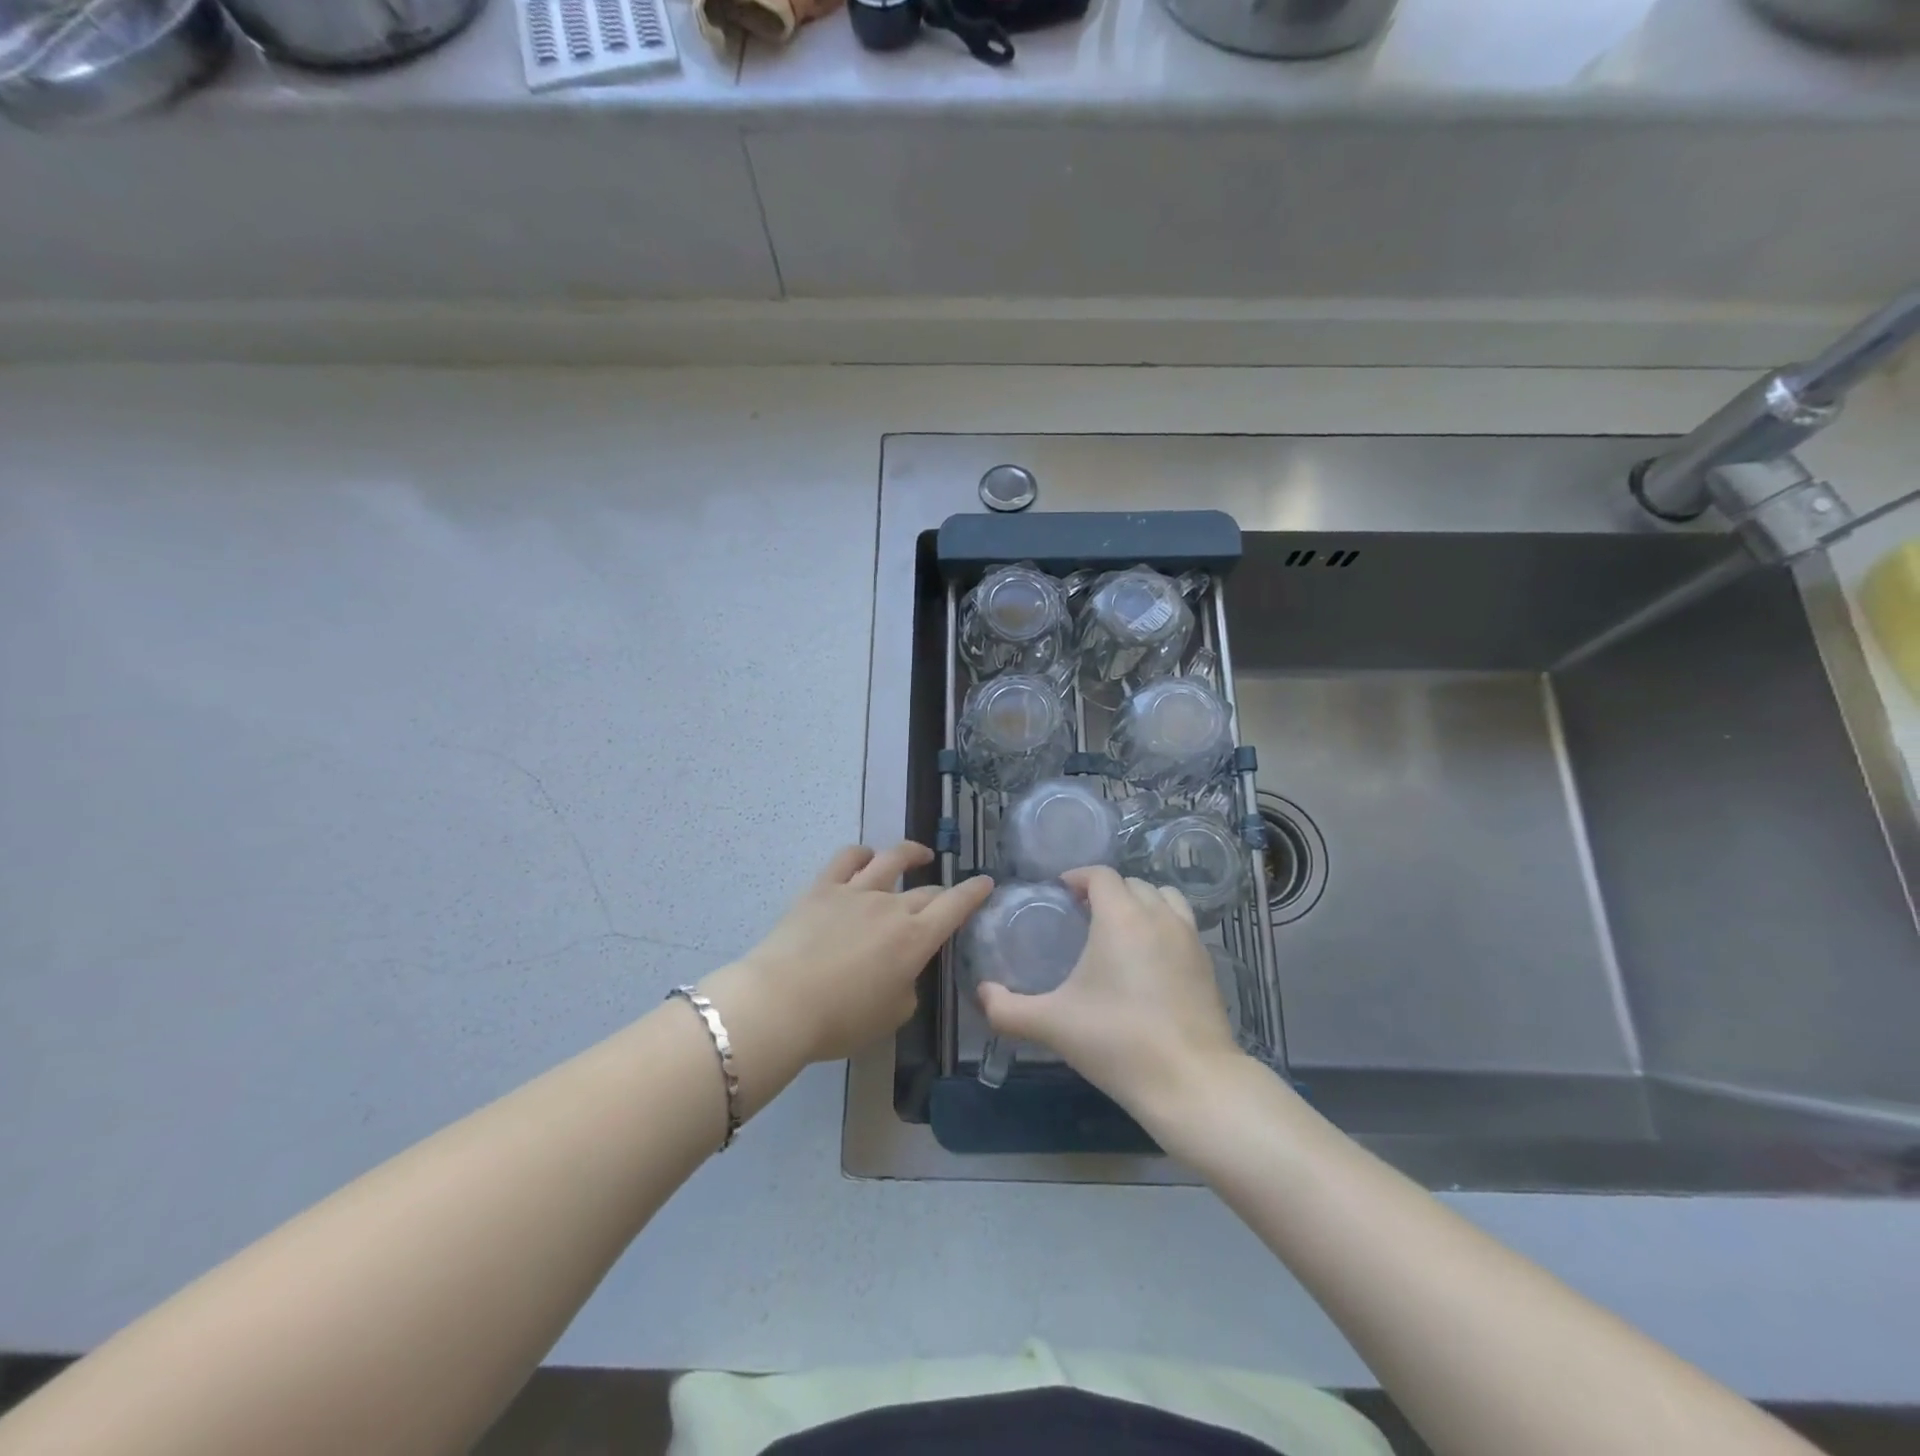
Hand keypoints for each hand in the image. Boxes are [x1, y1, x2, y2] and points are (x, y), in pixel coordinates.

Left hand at [718, 842, 992, 1066]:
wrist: (781, 1003)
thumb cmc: (841, 1020)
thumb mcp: (892, 1015)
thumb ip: (907, 988)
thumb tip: (902, 971)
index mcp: (915, 939)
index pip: (955, 906)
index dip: (974, 893)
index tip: (985, 882)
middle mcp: (891, 907)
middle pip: (925, 890)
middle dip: (942, 892)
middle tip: (946, 898)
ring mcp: (856, 891)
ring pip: (891, 860)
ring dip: (910, 853)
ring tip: (919, 854)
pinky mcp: (822, 888)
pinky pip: (846, 859)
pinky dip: (861, 853)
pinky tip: (866, 856)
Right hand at [977, 865, 1244, 1126]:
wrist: (1191, 1081)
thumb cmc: (1117, 1041)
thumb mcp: (1052, 1025)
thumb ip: (1007, 1009)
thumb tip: (981, 994)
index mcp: (1121, 917)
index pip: (1101, 875)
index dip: (1078, 877)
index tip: (1061, 892)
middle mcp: (1158, 916)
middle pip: (1132, 883)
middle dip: (1107, 891)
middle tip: (1084, 914)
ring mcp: (1189, 938)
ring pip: (1165, 898)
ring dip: (1141, 902)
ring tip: (1121, 929)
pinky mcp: (1208, 963)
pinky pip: (1183, 924)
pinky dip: (1163, 925)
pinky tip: (1149, 959)